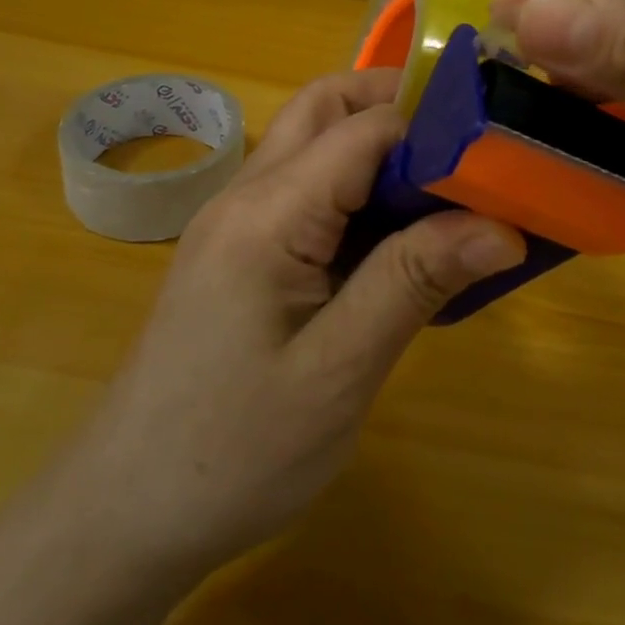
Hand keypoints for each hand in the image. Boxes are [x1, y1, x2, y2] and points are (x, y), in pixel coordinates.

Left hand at [79, 69, 523, 593]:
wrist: (123, 517)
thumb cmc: (231, 453)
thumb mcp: (338, 372)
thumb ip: (415, 282)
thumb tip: (501, 225)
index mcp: (269, 212)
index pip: (363, 126)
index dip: (434, 125)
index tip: (499, 150)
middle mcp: (247, 195)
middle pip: (326, 108)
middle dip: (400, 108)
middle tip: (468, 150)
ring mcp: (237, 221)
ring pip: (314, 143)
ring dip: (379, 147)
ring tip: (448, 191)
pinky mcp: (240, 252)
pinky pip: (306, 190)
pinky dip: (358, 189)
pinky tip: (397, 238)